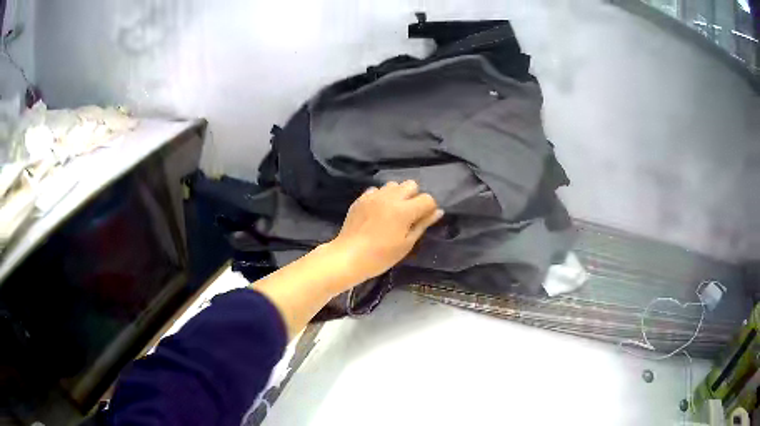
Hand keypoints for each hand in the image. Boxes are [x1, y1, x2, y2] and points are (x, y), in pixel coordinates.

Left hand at [328, 180, 443, 283]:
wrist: (348, 256)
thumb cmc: (381, 256)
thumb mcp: (406, 244)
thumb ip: (422, 225)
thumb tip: (438, 212)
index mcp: (404, 210)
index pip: (427, 199)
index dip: (429, 209)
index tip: (423, 220)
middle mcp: (390, 197)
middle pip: (411, 184)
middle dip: (414, 197)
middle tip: (408, 215)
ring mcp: (374, 196)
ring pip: (393, 185)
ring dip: (397, 195)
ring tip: (392, 212)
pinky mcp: (361, 198)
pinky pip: (377, 190)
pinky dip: (381, 197)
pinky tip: (377, 212)